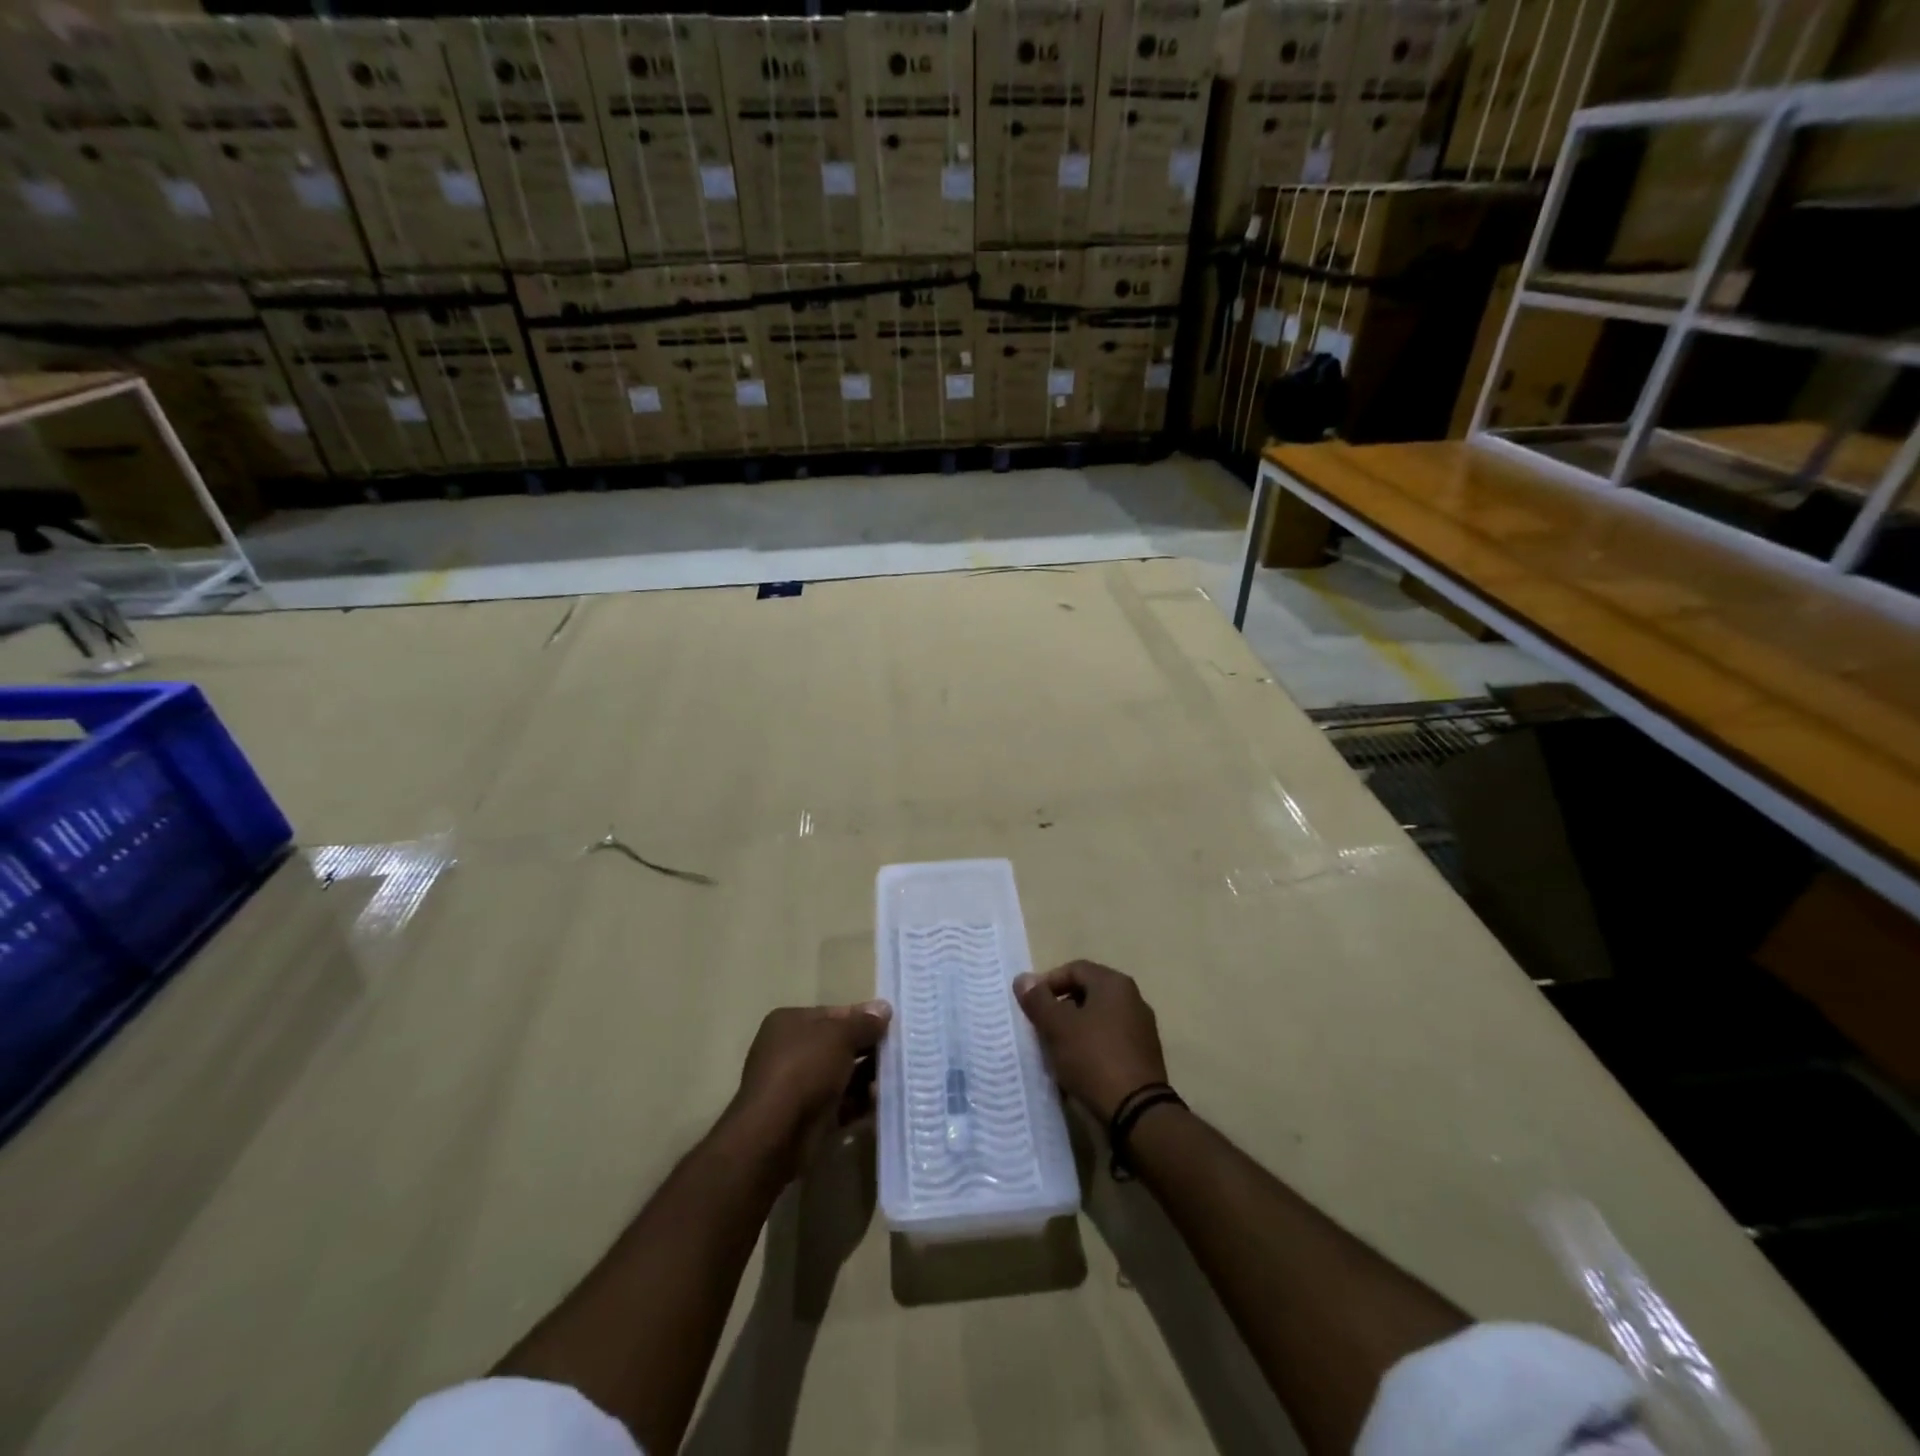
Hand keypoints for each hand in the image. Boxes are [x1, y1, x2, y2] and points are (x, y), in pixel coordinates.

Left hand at [731, 1002, 891, 1173]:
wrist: (775, 1134)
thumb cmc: (805, 1069)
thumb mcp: (840, 1036)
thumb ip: (864, 1023)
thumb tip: (884, 1008)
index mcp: (790, 1022)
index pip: (834, 1014)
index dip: (862, 1017)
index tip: (891, 1025)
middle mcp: (790, 1050)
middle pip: (838, 1045)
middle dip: (868, 1049)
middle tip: (899, 1053)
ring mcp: (797, 1086)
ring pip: (841, 1076)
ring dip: (867, 1078)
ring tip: (893, 1080)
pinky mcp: (806, 1118)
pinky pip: (839, 1104)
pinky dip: (859, 1103)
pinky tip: (880, 1102)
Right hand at [1014, 960, 1167, 1121]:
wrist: (1136, 1112)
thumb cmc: (1093, 1058)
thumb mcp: (1057, 1026)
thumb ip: (1038, 1000)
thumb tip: (1023, 979)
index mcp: (1114, 984)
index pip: (1074, 969)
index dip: (1048, 982)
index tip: (1030, 1005)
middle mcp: (1132, 999)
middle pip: (1087, 992)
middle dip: (1060, 1007)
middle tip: (1040, 1026)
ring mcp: (1141, 1028)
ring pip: (1098, 1018)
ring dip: (1074, 1028)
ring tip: (1054, 1049)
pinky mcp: (1143, 1055)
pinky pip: (1110, 1040)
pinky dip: (1090, 1046)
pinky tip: (1077, 1066)